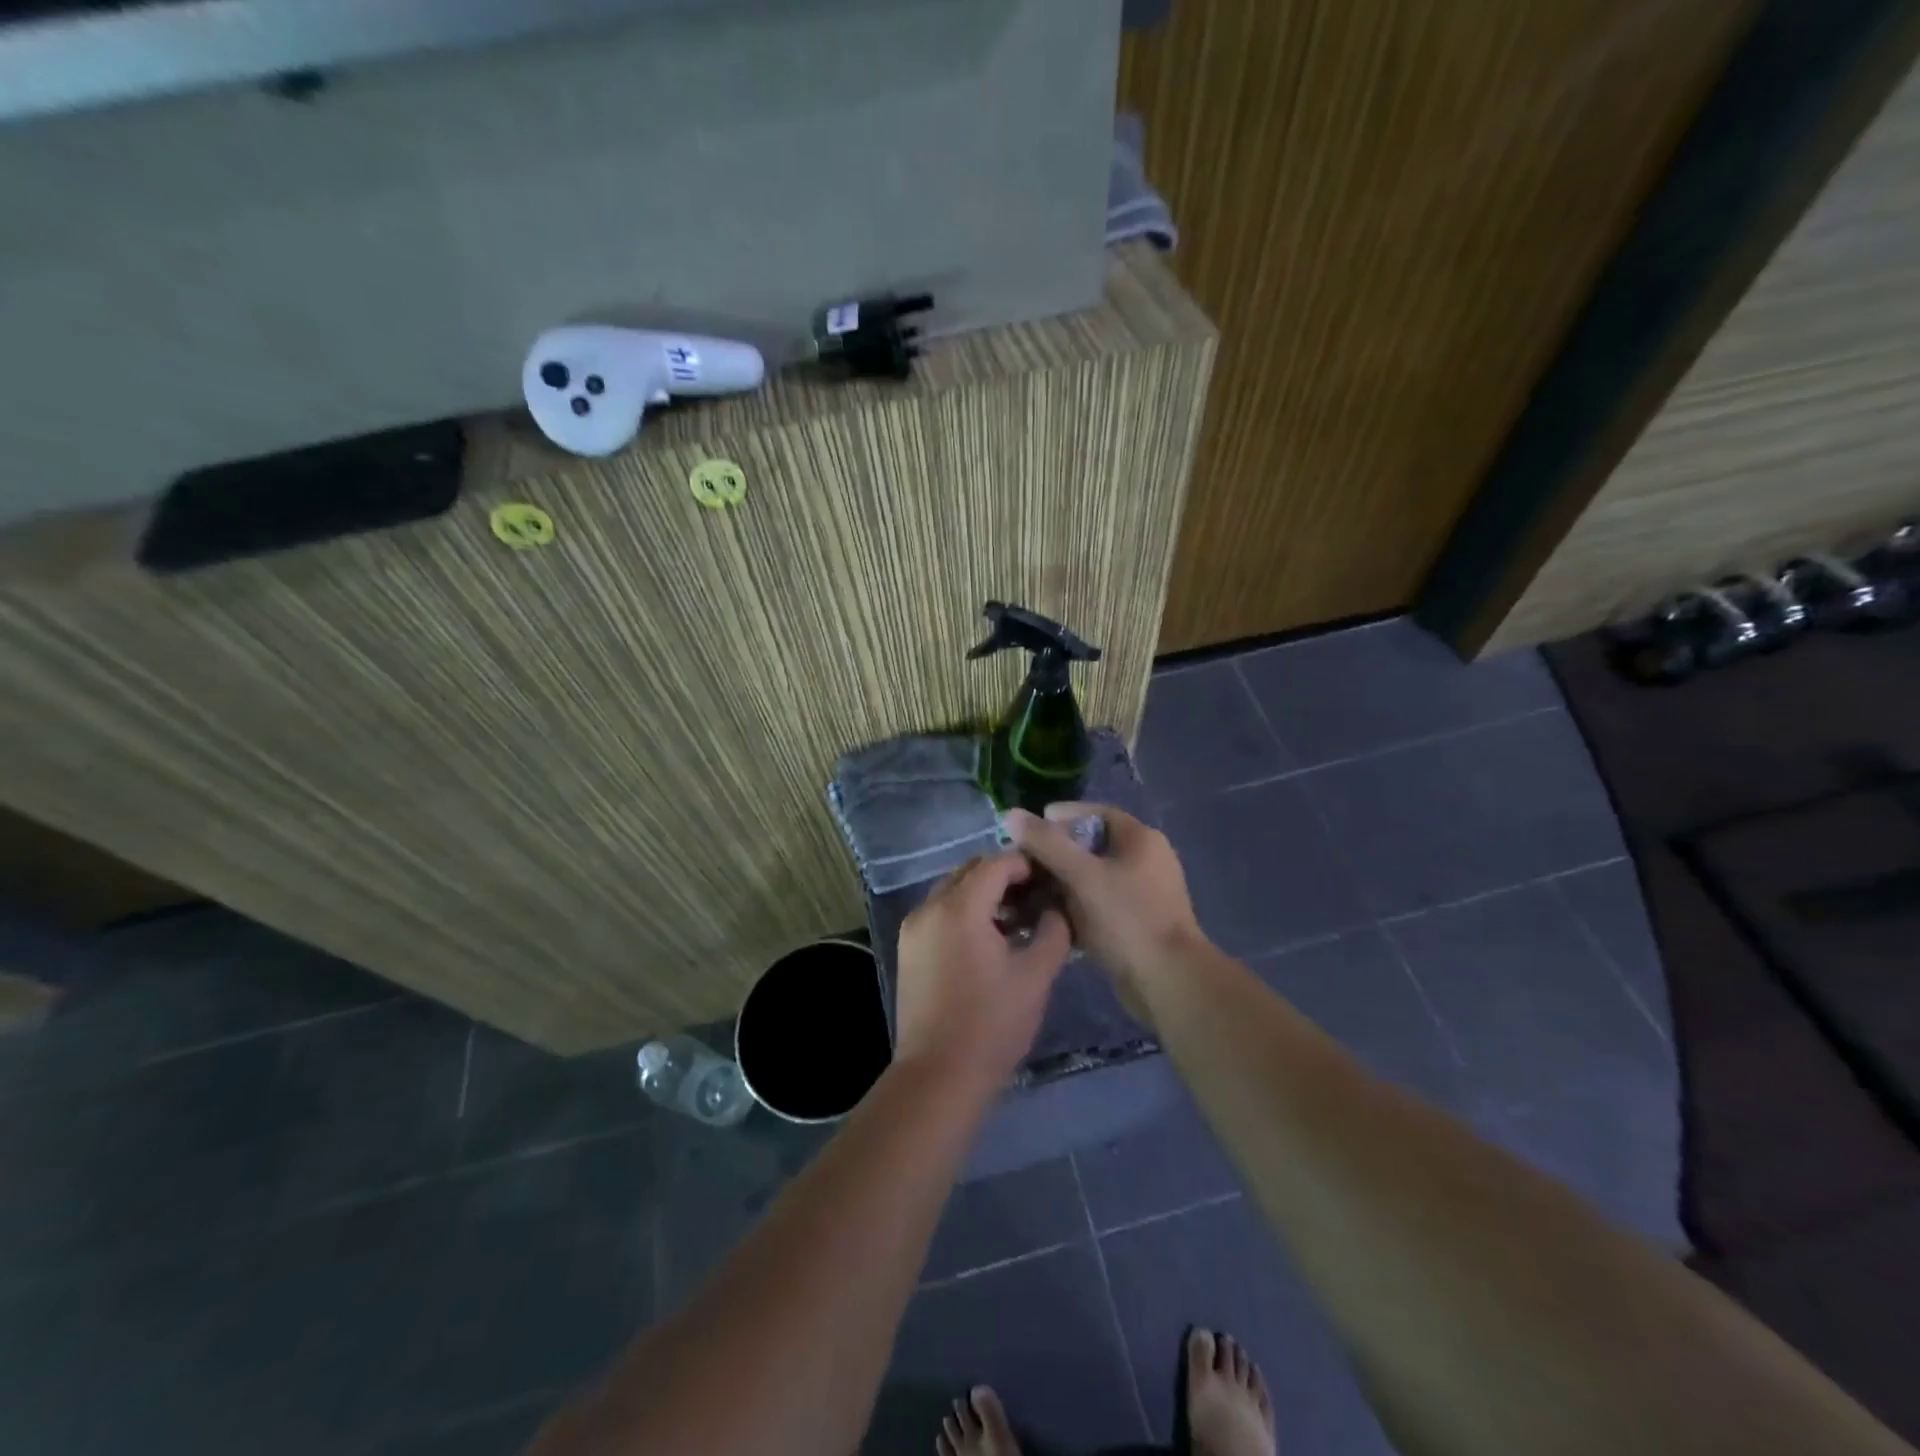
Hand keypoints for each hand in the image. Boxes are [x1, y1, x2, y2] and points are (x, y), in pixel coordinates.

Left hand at [895, 852, 1069, 1094]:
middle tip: (1038, 896)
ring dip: (984, 894)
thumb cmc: (992, 1024)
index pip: (996, 863)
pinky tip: (990, 938)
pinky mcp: (908, 948)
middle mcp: (929, 907)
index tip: (1053, 878)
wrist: (939, 1075)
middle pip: (971, 871)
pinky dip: (964, 911)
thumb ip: (1053, 930)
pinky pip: (940, 912)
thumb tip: (1056, 906)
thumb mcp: (1036, 975)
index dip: (1027, 864)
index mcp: (959, 907)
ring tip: (1017, 918)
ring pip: (953, 890)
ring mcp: (913, 927)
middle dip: (1005, 876)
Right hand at [1004, 802, 1206, 1013]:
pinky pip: (1098, 904)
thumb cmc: (1127, 919)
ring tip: (1027, 890)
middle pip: (1092, 846)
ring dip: (1061, 882)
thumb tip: (1011, 815)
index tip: (1029, 828)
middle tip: (1022, 862)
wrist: (1168, 983)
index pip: (1095, 814)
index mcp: (1141, 839)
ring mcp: (1142, 894)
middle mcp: (1145, 861)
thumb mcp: (1082, 875)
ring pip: (1092, 878)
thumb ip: (1047, 843)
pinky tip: (1047, 916)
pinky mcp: (1135, 923)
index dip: (1061, 817)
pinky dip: (1074, 906)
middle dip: (1056, 853)